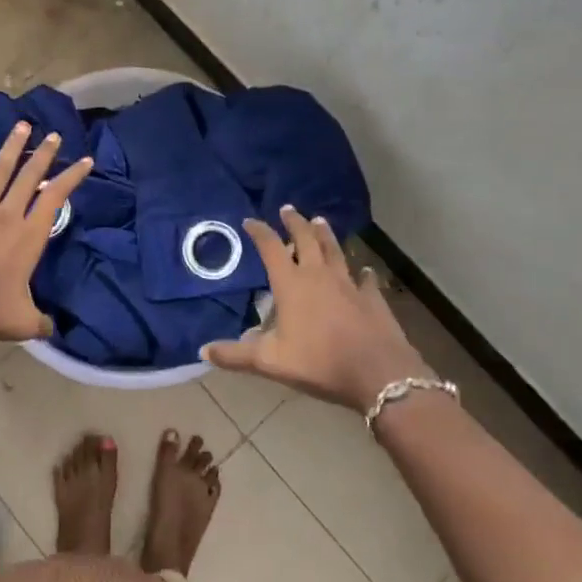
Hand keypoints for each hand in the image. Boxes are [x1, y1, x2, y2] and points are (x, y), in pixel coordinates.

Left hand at [0, 123, 92, 342]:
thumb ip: (42, 322)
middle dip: (44, 154)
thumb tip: (53, 328)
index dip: (72, 177)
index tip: (85, 160)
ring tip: (22, 125)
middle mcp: (5, 217)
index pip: (55, 199)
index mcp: (27, 238)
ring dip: (11, 148)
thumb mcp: (22, 323)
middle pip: (29, 177)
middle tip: (54, 134)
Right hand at [202, 206, 429, 411]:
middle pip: (305, 239)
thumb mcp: (270, 362)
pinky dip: (363, 272)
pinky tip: (364, 270)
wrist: (377, 372)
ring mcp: (349, 284)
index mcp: (291, 284)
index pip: (271, 248)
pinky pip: (366, 278)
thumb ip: (236, 355)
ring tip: (319, 221)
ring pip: (334, 251)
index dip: (259, 232)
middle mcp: (319, 275)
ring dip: (325, 235)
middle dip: (294, 222)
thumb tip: (203, 351)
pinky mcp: (372, 297)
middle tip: (288, 209)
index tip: (250, 221)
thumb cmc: (319, 362)